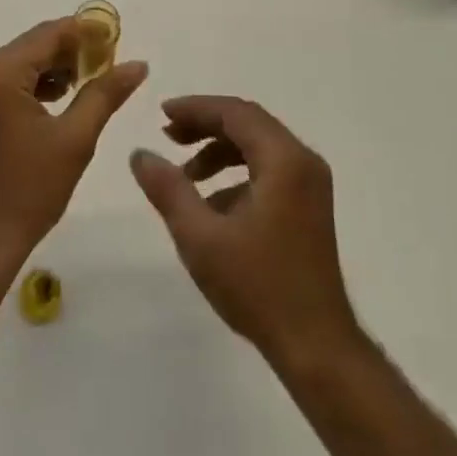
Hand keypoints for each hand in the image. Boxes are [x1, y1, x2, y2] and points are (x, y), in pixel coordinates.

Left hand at [0, 18, 148, 280]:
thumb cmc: (27, 193)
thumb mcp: (75, 140)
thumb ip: (105, 93)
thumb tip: (137, 64)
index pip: (48, 34)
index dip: (85, 32)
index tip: (115, 38)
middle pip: (30, 47)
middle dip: (69, 53)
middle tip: (105, 66)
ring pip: (15, 65)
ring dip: (49, 70)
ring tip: (84, 87)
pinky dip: (27, 87)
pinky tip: (53, 104)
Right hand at [131, 96, 358, 367]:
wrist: (317, 347)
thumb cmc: (259, 287)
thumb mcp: (201, 238)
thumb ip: (168, 190)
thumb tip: (140, 154)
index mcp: (284, 159)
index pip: (235, 113)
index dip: (196, 108)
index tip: (162, 114)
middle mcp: (303, 160)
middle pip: (248, 123)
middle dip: (206, 125)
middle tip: (168, 136)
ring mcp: (311, 183)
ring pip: (259, 146)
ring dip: (220, 150)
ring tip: (186, 172)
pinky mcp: (310, 205)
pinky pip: (269, 168)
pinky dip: (238, 172)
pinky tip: (212, 204)